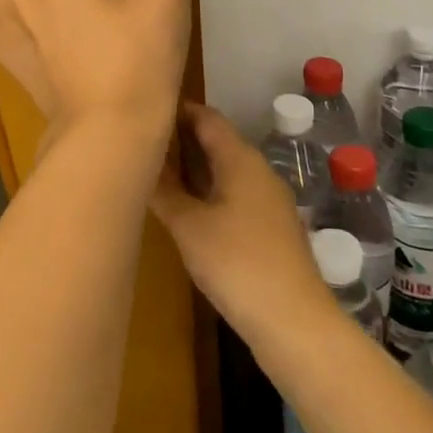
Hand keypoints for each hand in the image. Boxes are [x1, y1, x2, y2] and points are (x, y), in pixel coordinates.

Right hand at [150, 103, 335, 344]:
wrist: (294, 322)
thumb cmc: (237, 263)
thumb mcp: (188, 226)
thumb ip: (163, 191)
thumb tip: (139, 163)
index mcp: (240, 159)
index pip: (206, 117)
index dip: (177, 110)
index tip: (144, 111)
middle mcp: (257, 171)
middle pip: (216, 141)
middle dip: (180, 139)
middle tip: (140, 143)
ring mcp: (267, 200)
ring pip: (224, 169)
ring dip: (192, 168)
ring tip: (154, 173)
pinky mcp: (269, 228)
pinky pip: (232, 193)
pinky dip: (206, 191)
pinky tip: (185, 209)